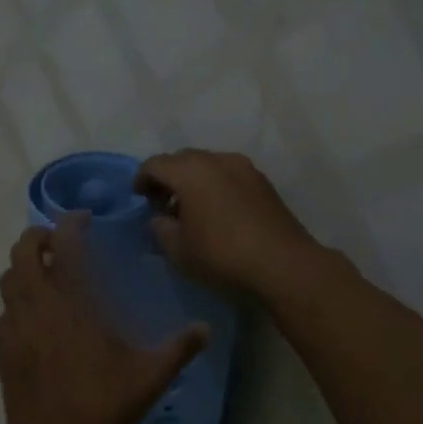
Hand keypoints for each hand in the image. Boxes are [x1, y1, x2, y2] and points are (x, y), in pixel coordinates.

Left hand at [0, 212, 209, 423]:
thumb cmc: (100, 405)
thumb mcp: (149, 377)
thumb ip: (178, 349)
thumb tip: (207, 329)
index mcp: (71, 300)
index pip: (64, 243)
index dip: (71, 223)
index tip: (84, 219)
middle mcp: (37, 303)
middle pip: (22, 251)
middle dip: (38, 237)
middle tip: (60, 243)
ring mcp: (14, 325)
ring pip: (7, 278)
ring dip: (24, 266)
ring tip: (46, 274)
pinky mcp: (2, 348)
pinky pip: (4, 310)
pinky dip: (17, 301)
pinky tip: (35, 318)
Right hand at [134, 149, 321, 297]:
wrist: (283, 264)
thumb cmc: (221, 255)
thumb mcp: (178, 250)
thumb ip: (160, 229)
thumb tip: (159, 219)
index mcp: (190, 171)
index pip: (155, 164)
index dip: (142, 179)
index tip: (139, 198)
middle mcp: (217, 160)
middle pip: (182, 160)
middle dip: (168, 178)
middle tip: (163, 204)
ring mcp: (244, 168)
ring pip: (208, 165)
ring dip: (194, 181)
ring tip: (191, 210)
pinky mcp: (263, 182)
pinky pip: (228, 175)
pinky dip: (216, 186)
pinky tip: (217, 212)